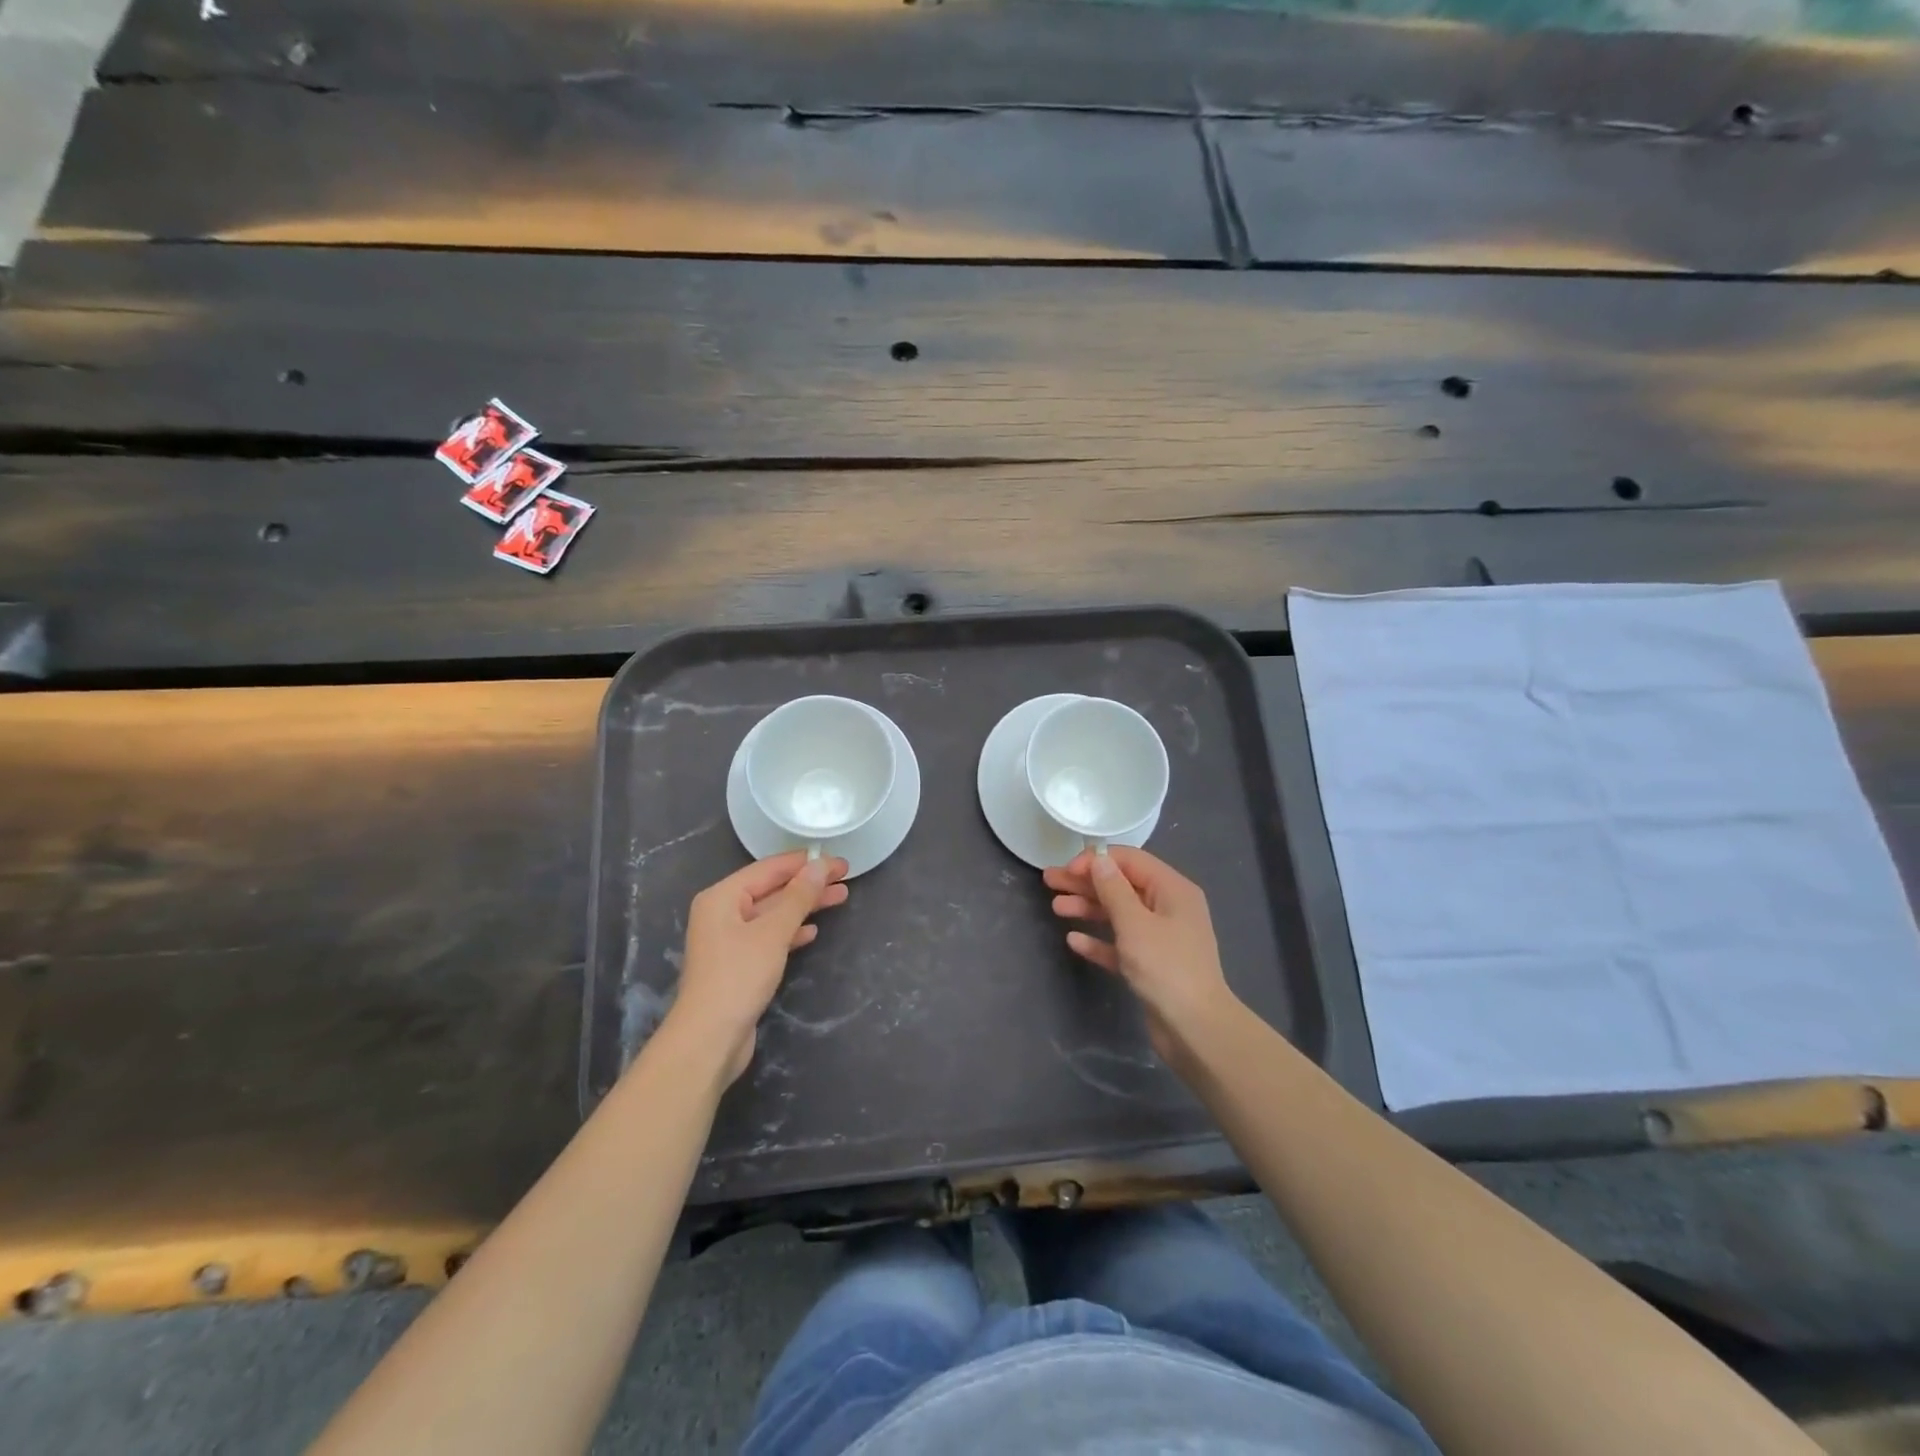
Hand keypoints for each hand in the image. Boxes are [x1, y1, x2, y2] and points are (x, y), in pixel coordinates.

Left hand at [674, 852, 848, 1084]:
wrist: (709, 1038)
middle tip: (845, 878)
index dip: (805, 863)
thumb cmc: (738, 977)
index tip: (838, 861)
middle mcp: (722, 913)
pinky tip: (813, 931)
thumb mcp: (773, 932)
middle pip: (772, 889)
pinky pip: (769, 936)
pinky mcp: (738, 964)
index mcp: (722, 897)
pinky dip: (791, 931)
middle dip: (808, 884)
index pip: (769, 868)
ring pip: (773, 913)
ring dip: (804, 906)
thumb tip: (819, 865)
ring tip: (839, 898)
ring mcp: (729, 940)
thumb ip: (798, 897)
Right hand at [1045, 846, 1236, 1066]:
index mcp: (1172, 890)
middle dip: (1086, 883)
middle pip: (1121, 886)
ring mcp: (1160, 938)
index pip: (1130, 861)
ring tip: (1056, 908)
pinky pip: (1120, 944)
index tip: (1067, 869)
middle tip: (1050, 881)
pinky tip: (1074, 940)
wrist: (1195, 1029)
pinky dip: (1099, 940)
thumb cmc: (1166, 967)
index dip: (1097, 860)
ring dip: (1088, 908)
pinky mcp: (1151, 965)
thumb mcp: (1135, 923)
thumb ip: (1113, 889)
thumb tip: (1099, 859)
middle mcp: (1168, 908)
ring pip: (1118, 914)